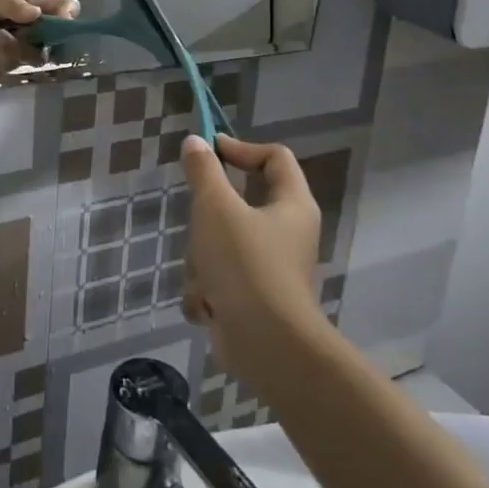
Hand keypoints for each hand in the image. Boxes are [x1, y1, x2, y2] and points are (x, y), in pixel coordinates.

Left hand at [0, 0, 79, 77]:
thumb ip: (12, 4)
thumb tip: (35, 13)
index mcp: (42, 12)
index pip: (70, 11)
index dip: (69, 19)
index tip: (54, 19)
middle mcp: (39, 36)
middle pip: (45, 52)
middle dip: (16, 46)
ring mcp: (23, 57)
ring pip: (17, 64)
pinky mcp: (5, 71)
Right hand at [180, 134, 323, 381]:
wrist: (266, 345)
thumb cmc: (245, 263)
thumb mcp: (216, 207)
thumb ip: (204, 171)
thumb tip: (196, 142)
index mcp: (292, 204)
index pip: (275, 157)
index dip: (240, 147)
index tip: (207, 151)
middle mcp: (288, 233)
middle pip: (241, 204)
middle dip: (210, 218)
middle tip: (197, 221)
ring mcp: (272, 269)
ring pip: (224, 244)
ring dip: (204, 261)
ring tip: (204, 276)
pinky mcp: (255, 300)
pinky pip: (222, 280)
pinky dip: (209, 292)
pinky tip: (207, 305)